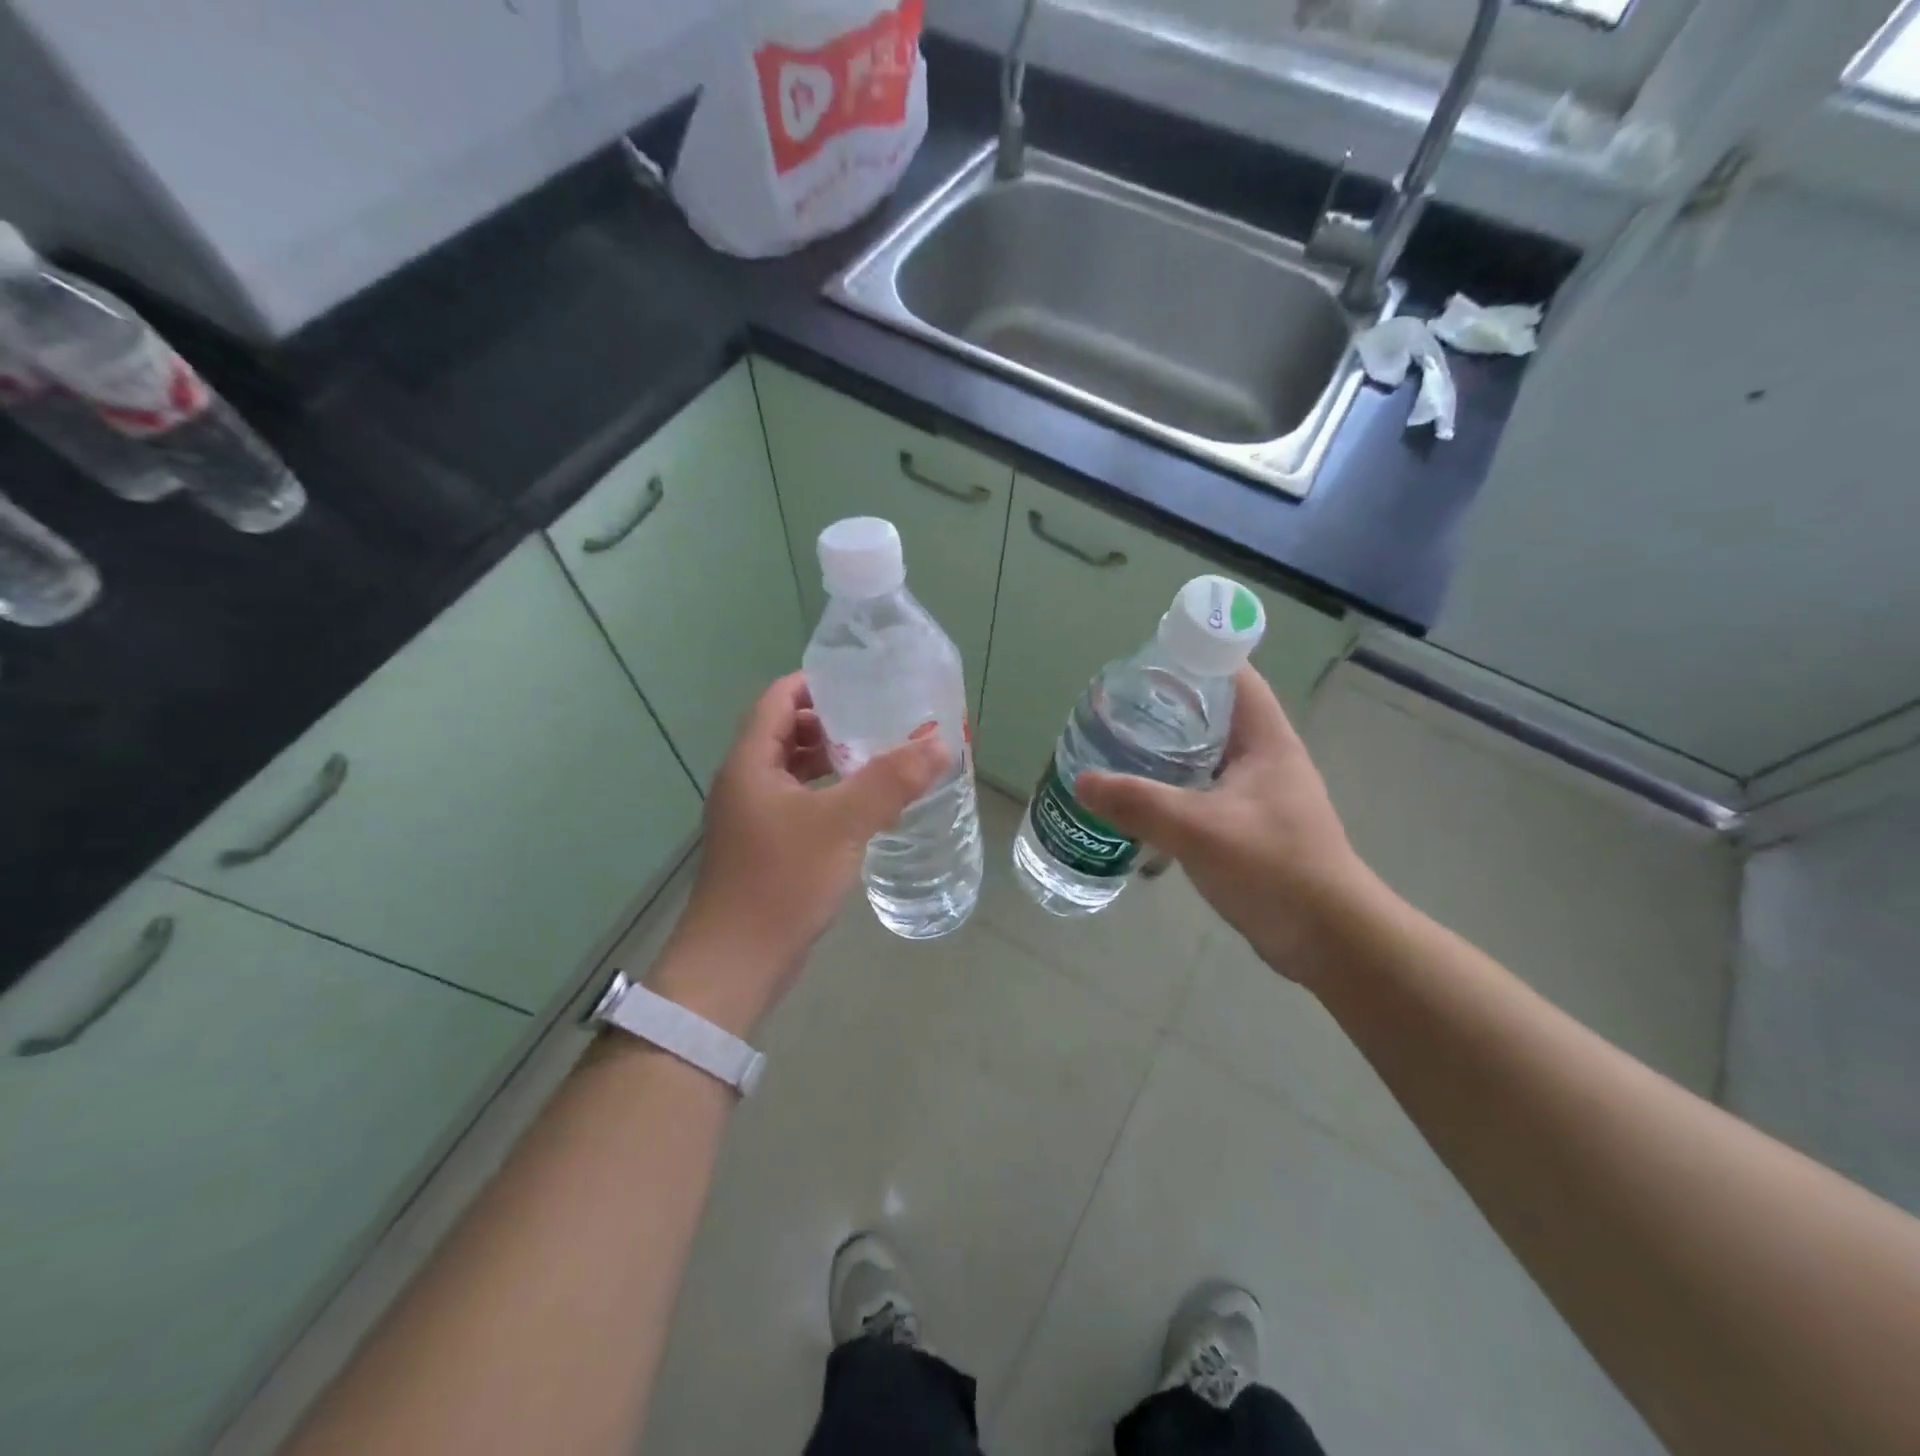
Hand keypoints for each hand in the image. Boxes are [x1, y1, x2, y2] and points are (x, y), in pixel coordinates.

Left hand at [653, 673, 947, 1035]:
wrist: (736, 963)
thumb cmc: (781, 881)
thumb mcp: (841, 824)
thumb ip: (890, 781)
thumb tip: (939, 743)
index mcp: (750, 763)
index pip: (778, 700)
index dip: (815, 684)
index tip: (861, 682)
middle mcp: (745, 783)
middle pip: (786, 733)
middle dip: (832, 724)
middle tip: (881, 721)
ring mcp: (752, 818)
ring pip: (793, 773)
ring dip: (831, 762)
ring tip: (880, 760)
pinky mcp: (764, 849)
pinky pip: (798, 805)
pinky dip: (828, 796)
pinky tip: (863, 810)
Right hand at [1075, 667, 1379, 986]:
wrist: (1328, 939)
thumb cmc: (1274, 868)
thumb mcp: (1199, 830)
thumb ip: (1138, 803)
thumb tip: (1082, 781)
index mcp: (1266, 740)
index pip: (1233, 676)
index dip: (1193, 659)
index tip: (1144, 663)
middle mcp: (1266, 758)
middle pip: (1215, 713)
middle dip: (1168, 707)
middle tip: (1118, 709)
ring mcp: (1260, 795)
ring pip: (1207, 756)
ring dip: (1169, 750)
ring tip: (1120, 748)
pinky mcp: (1250, 827)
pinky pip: (1205, 792)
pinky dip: (1175, 788)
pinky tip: (1141, 801)